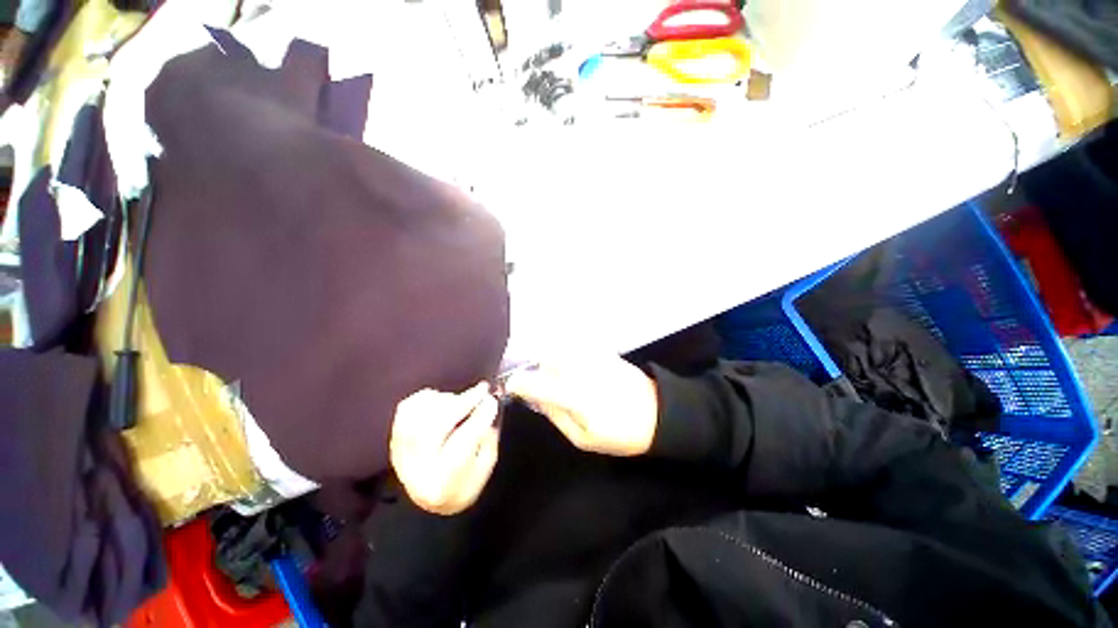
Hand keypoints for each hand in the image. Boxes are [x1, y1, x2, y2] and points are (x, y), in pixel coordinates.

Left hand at [390, 383, 499, 514]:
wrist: (431, 498)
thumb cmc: (465, 480)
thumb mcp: (485, 465)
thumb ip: (487, 437)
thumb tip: (486, 406)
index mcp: (443, 484)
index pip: (460, 445)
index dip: (477, 419)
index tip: (491, 401)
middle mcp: (416, 471)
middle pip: (435, 428)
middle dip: (462, 403)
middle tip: (481, 390)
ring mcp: (400, 455)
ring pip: (418, 415)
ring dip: (446, 401)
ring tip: (462, 400)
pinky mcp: (393, 440)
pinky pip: (406, 409)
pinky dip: (427, 398)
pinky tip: (442, 400)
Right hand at [504, 356, 658, 456]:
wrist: (659, 414)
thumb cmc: (621, 434)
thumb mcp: (584, 439)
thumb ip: (557, 416)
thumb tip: (537, 399)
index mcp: (577, 398)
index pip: (539, 384)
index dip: (521, 383)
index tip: (512, 385)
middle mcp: (583, 372)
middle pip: (547, 358)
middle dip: (539, 369)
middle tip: (542, 383)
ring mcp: (595, 358)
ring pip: (561, 348)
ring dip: (553, 359)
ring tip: (559, 374)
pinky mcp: (605, 352)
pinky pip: (577, 345)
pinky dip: (568, 351)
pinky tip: (574, 365)